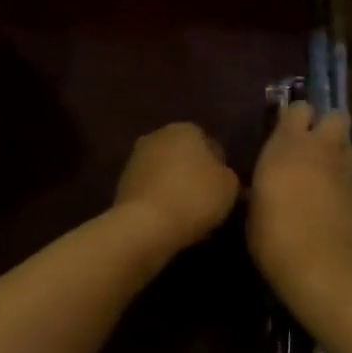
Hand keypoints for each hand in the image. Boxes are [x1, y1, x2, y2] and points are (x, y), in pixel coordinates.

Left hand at [116, 123, 240, 255]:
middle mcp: (158, 135)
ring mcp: (136, 158)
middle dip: (193, 173)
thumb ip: (227, 174)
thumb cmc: (194, 197)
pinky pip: (150, 190)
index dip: (219, 166)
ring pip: (164, 171)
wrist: (145, 224)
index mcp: (185, 128)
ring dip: (174, 186)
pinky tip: (168, 220)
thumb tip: (220, 174)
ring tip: (188, 214)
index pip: (208, 143)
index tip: (223, 189)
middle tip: (206, 200)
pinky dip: (158, 200)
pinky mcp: (122, 183)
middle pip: (183, 154)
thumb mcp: (229, 186)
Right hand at [247, 102, 351, 315]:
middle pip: (336, 117)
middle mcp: (322, 148)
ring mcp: (348, 171)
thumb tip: (259, 188)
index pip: (299, 108)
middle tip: (314, 147)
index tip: (286, 131)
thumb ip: (262, 186)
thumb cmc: (274, 235)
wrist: (323, 267)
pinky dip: (348, 186)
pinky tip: (337, 206)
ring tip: (327, 175)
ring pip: (350, 146)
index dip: (295, 117)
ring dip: (340, 155)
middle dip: (327, 126)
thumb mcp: (254, 208)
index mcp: (288, 144)